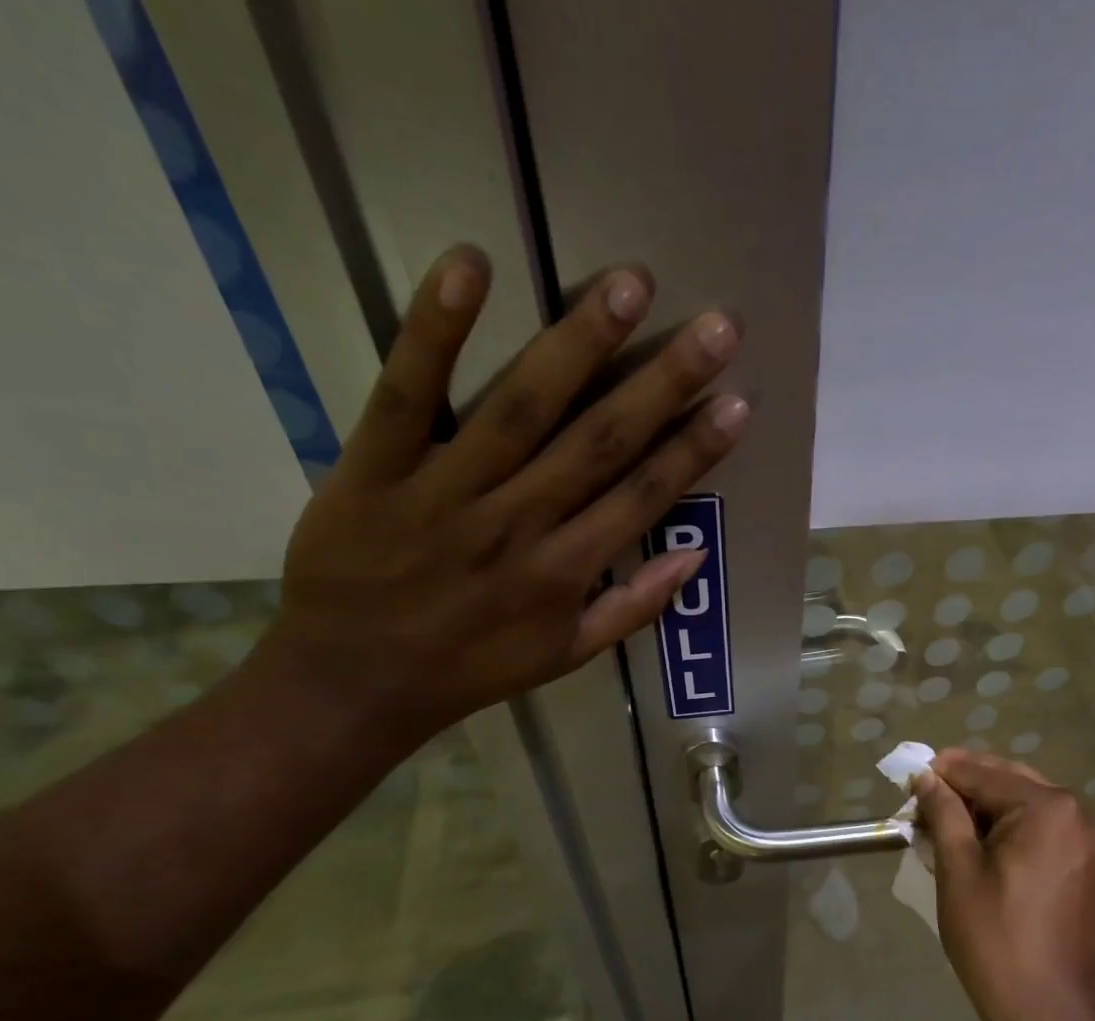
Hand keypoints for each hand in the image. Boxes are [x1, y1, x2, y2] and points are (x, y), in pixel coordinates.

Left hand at [262, 244, 748, 748]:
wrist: (355, 682)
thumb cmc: (470, 669)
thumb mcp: (565, 656)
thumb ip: (632, 608)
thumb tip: (695, 557)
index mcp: (565, 572)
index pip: (643, 497)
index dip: (695, 449)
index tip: (739, 402)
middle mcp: (518, 524)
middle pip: (601, 441)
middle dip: (664, 381)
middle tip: (716, 326)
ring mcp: (446, 491)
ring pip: (522, 406)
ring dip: (579, 342)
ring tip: (630, 284)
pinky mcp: (375, 465)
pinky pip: (406, 392)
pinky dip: (435, 330)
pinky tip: (471, 265)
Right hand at [913, 750, 1094, 1020]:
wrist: (1046, 1009)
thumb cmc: (994, 937)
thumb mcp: (958, 869)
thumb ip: (944, 813)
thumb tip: (927, 777)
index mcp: (1046, 808)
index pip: (983, 773)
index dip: (941, 773)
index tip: (907, 780)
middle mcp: (1075, 812)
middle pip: (1007, 781)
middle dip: (963, 786)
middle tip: (921, 800)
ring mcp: (1085, 839)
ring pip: (1023, 804)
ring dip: (982, 808)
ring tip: (941, 823)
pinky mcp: (1083, 864)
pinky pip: (1039, 829)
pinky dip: (1006, 828)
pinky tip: (974, 843)